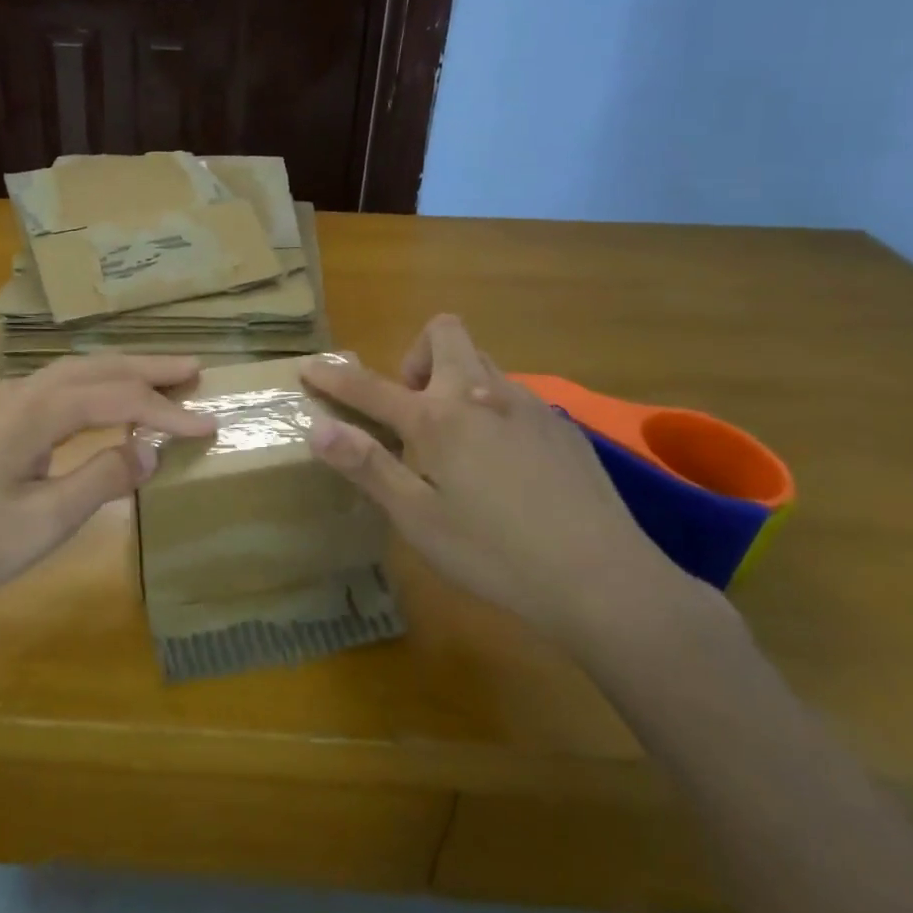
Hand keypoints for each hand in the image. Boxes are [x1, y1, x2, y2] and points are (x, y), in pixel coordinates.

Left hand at [0, 355, 216, 630]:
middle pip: (97, 368)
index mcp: (36, 410)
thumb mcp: (45, 520)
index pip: (117, 400)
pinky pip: (56, 389)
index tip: (210, 425)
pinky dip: (94, 389)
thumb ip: (103, 479)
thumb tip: (153, 451)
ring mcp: (3, 403)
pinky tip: (104, 404)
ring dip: (121, 373)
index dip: (167, 412)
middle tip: (195, 369)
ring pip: (74, 373)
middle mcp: (21, 392)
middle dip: (148, 368)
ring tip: (162, 377)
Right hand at [301, 315, 693, 653]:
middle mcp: (481, 394)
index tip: (309, 368)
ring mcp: (527, 404)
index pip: (371, 387)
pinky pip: (512, 394)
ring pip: (480, 362)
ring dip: (453, 380)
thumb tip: (318, 427)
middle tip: (410, 410)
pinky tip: (503, 464)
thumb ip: (367, 466)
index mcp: (438, 419)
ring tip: (454, 441)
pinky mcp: (560, 425)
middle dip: (413, 356)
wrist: (603, 578)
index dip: (334, 378)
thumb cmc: (495, 554)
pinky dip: (489, 408)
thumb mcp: (418, 519)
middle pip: (443, 333)